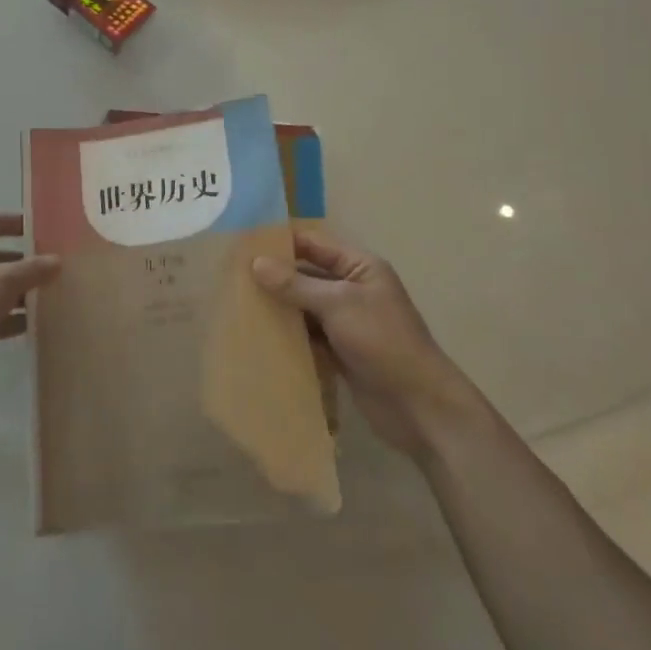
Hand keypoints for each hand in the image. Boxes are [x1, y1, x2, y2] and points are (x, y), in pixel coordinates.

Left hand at [0, 213, 58, 414]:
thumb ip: (31, 270)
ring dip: (14, 295)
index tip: (38, 229)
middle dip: (19, 264)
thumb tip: (57, 261)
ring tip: (46, 299)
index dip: (12, 223)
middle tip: (49, 270)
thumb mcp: (2, 282)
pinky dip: (4, 319)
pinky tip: (30, 327)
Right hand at [253, 230, 471, 454]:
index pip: (314, 244)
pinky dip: (288, 335)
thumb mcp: (338, 304)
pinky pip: (308, 335)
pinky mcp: (340, 351)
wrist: (418, 406)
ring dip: (278, 308)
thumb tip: (256, 263)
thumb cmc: (383, 342)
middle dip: (274, 277)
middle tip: (232, 277)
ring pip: (304, 307)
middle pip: (306, 275)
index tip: (243, 244)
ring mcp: (346, 322)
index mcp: (360, 267)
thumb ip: (296, 284)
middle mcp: (353, 289)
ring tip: (238, 304)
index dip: (282, 242)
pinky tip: (258, 336)